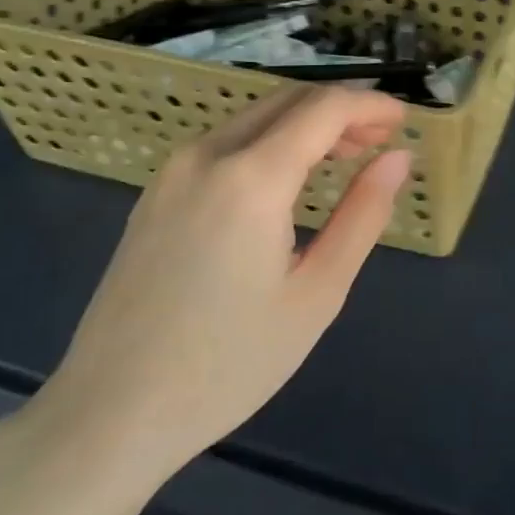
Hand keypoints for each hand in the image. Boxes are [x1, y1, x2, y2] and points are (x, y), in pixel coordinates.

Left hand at [31, 87, 409, 491]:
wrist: (110, 414)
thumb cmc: (228, 364)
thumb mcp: (317, 293)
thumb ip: (362, 215)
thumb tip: (398, 158)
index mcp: (252, 178)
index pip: (324, 109)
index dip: (370, 105)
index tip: (404, 121)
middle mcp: (207, 155)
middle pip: (288, 100)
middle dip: (341, 109)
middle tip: (380, 142)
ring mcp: (173, 171)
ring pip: (255, 117)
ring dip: (305, 123)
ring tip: (344, 158)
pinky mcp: (156, 193)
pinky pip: (226, 142)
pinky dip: (270, 141)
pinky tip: (288, 179)